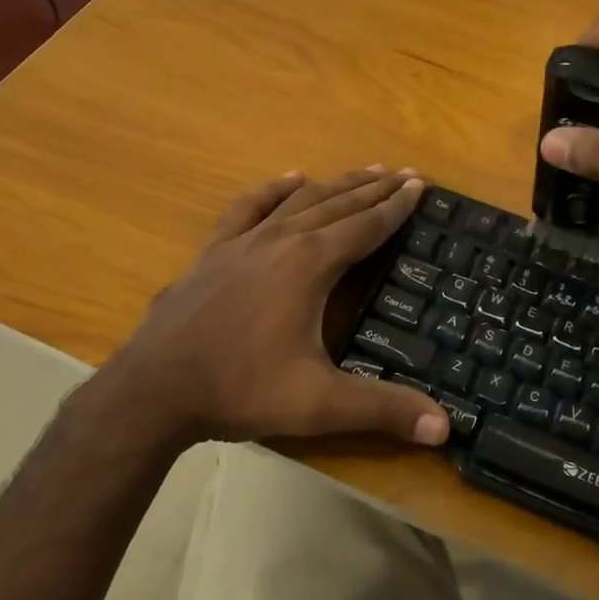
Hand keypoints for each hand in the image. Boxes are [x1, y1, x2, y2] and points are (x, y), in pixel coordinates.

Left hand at [98, 168, 448, 448]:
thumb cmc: (240, 389)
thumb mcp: (318, 403)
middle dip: (376, 188)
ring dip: (337, 183)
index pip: (367, 226)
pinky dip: (274, 189)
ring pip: (301, 200)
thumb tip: (445, 429)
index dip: (397, 207)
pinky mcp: (215, 251)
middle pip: (339, 204)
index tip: (420, 186)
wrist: (153, 390)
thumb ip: (383, 409)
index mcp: (311, 264)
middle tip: (405, 173)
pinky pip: (250, 207)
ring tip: (366, 170)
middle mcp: (282, 239)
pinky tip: (291, 177)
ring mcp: (244, 241)